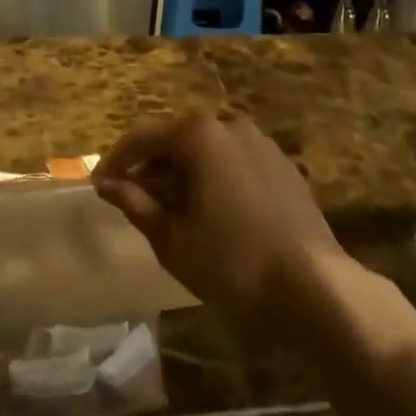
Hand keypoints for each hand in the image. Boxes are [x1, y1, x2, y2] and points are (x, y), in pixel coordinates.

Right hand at [92, 114, 348, 335]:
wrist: (316, 288)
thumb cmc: (233, 264)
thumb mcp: (173, 239)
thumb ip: (137, 204)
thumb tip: (107, 185)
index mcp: (200, 137)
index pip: (143, 138)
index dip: (117, 162)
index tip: (99, 188)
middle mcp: (231, 127)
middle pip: (177, 140)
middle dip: (152, 168)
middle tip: (133, 202)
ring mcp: (262, 144)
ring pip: (208, 152)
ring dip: (182, 174)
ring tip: (170, 212)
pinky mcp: (283, 167)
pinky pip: (235, 163)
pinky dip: (213, 179)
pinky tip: (210, 213)